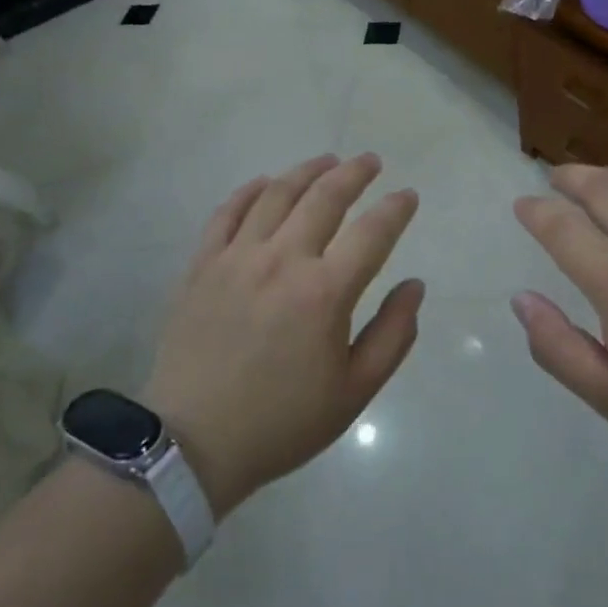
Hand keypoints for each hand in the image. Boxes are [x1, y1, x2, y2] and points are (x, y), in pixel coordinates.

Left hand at [144, 154, 423, 517]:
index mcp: (325, 292)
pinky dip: (250, 190)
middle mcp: (283, 260)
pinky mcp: (202, 264)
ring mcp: (237, 257)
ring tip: (327, 160)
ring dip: (307, 170)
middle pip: (325, 197)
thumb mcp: (353, 393)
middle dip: (355, 173)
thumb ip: (392, 335)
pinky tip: (266, 182)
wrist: (192, 445)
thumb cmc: (282, 422)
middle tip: (371, 161)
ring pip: (277, 193)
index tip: (408, 196)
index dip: (396, 208)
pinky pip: (227, 212)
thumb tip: (415, 286)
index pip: (372, 232)